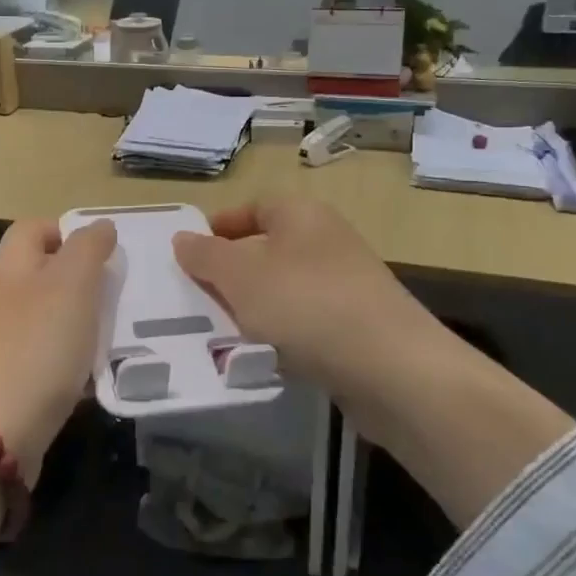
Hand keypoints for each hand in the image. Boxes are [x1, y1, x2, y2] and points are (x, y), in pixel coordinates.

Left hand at [0, 219, 115, 482]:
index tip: (106, 252)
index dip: (68, 231)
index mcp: (10, 268)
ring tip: (118, 338)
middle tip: (121, 297)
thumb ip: (88, 248)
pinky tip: (96, 379)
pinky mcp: (11, 384)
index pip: (32, 229)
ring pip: (51, 321)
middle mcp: (1, 301)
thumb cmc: (36, 347)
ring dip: (84, 327)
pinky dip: (74, 366)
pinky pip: (49, 362)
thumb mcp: (71, 283)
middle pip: (44, 276)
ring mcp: (2, 345)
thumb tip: (100, 226)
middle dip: (85, 283)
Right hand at [178, 199, 575, 530]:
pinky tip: (264, 358)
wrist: (392, 369)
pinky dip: (281, 335)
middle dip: (230, 273)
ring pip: (284, 289)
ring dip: (253, 308)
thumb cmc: (306, 305)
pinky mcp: (358, 326)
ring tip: (220, 333)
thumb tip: (183, 238)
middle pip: (267, 249)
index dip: (220, 226)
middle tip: (195, 298)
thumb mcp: (240, 276)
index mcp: (302, 214)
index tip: (188, 253)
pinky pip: (306, 322)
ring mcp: (347, 284)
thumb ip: (205, 256)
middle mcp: (328, 241)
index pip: (254, 206)